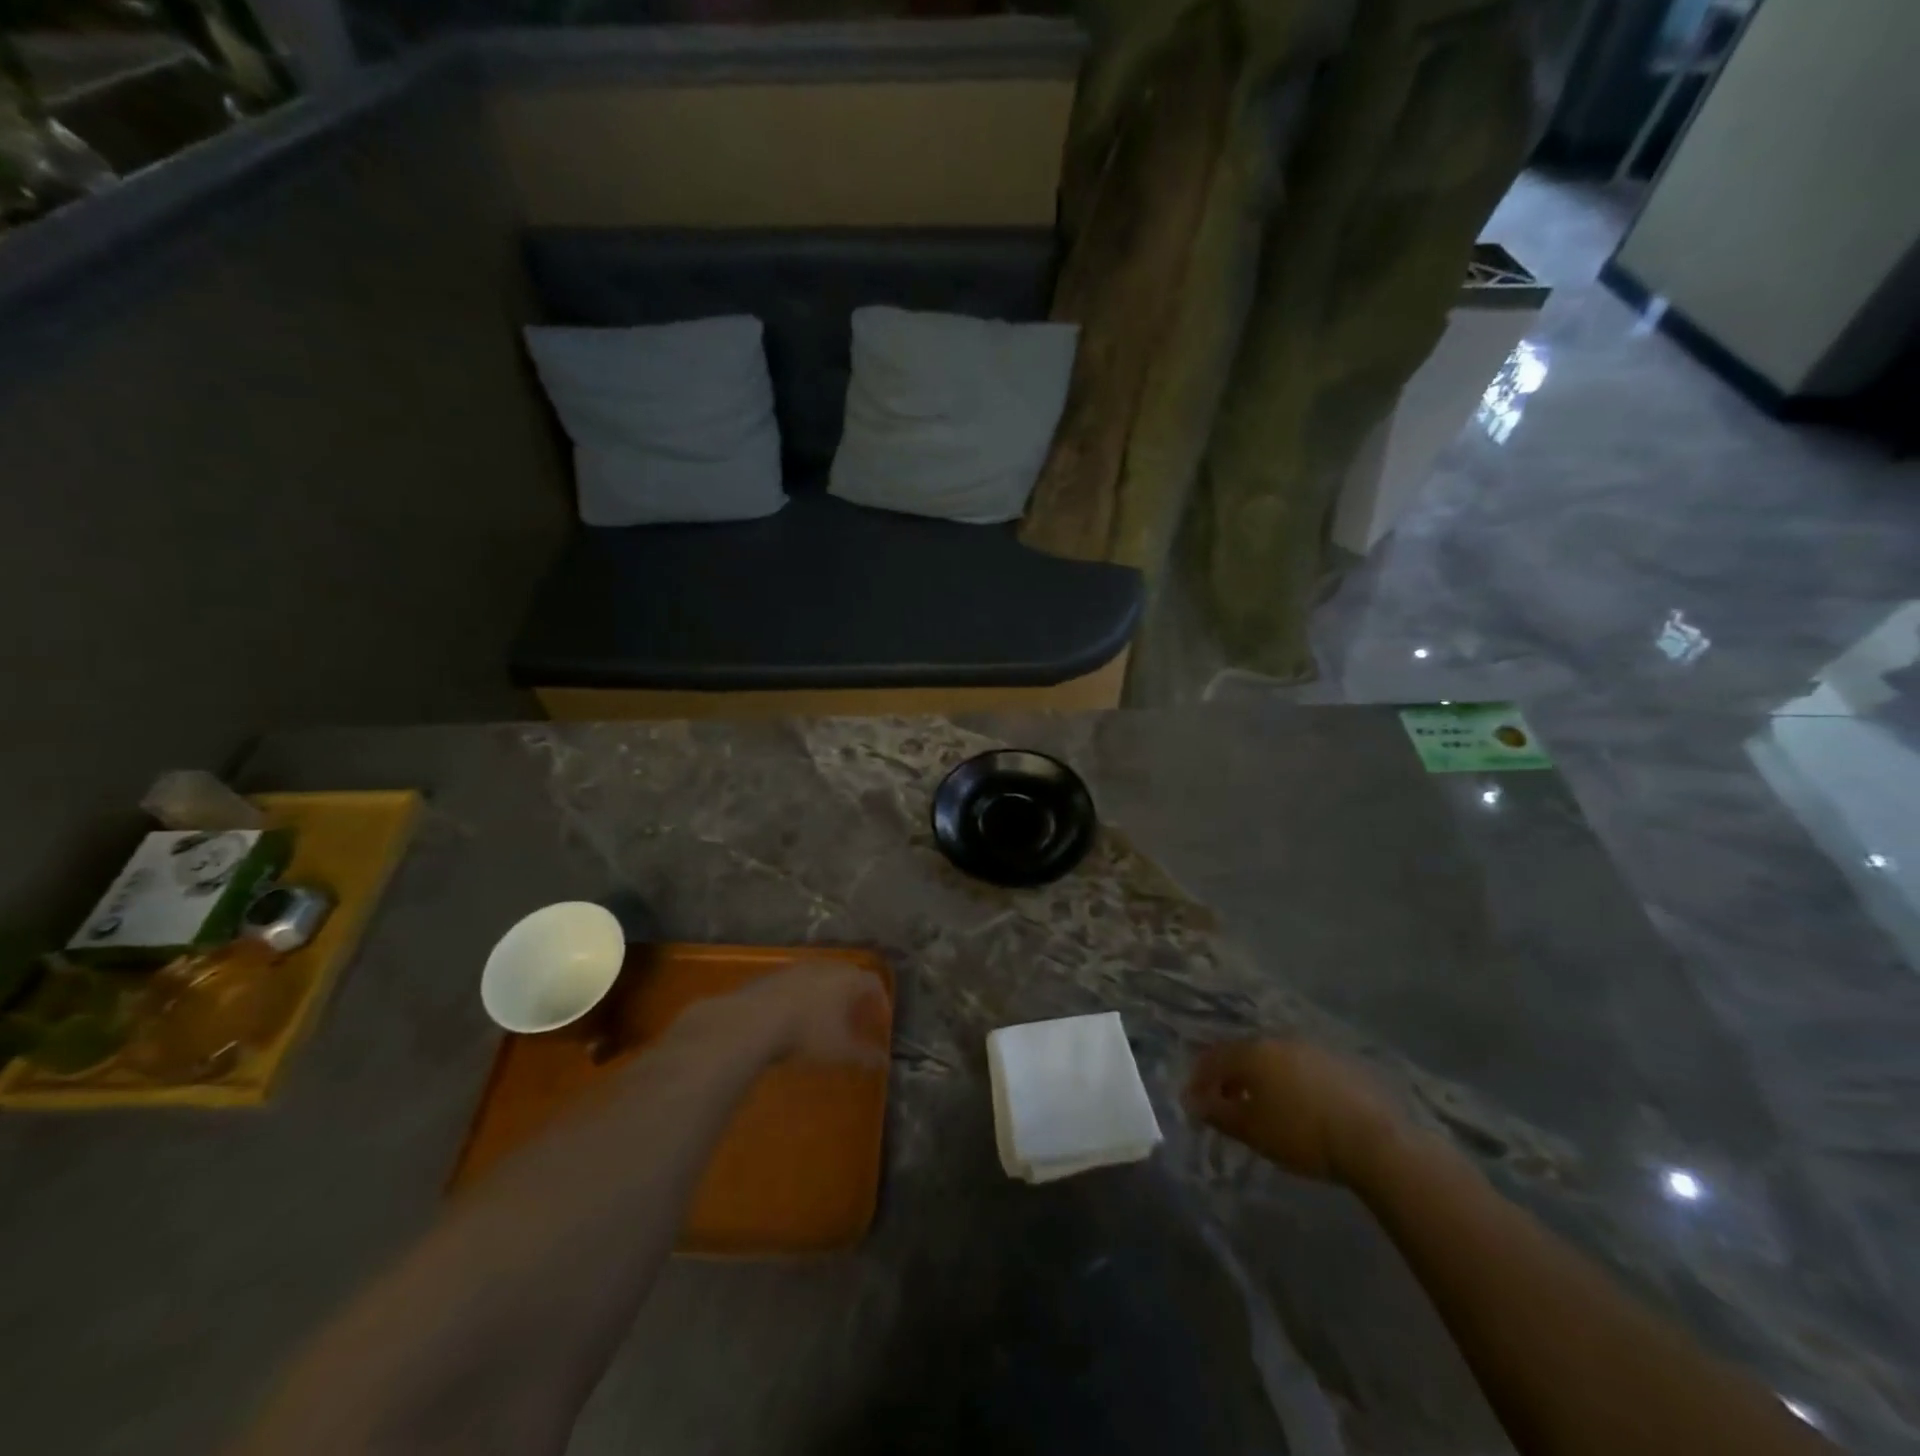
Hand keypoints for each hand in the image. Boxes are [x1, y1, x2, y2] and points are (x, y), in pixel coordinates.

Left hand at [722, 960, 890, 1068]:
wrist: (753, 1020)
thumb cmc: (807, 1033)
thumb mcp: (840, 1050)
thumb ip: (864, 1055)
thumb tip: (883, 1063)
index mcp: (848, 979)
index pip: (874, 983)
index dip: (880, 1002)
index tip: (880, 1022)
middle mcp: (826, 966)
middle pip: (849, 975)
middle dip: (855, 996)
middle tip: (856, 1018)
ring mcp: (798, 968)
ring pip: (822, 977)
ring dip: (828, 995)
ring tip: (826, 1018)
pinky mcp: (774, 975)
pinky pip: (799, 983)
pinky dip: (805, 997)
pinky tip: (796, 1017)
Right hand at [1185, 1039, 1403, 1182]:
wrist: (1373, 1139)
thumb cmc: (1301, 1133)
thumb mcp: (1252, 1130)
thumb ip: (1218, 1113)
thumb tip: (1192, 1102)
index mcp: (1253, 1052)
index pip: (1213, 1058)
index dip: (1199, 1078)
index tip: (1194, 1102)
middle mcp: (1278, 1040)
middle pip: (1243, 1054)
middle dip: (1229, 1077)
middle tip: (1224, 1103)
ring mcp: (1311, 1048)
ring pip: (1273, 1058)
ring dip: (1260, 1078)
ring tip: (1260, 1106)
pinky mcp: (1338, 1062)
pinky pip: (1300, 1066)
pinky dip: (1288, 1081)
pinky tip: (1296, 1105)